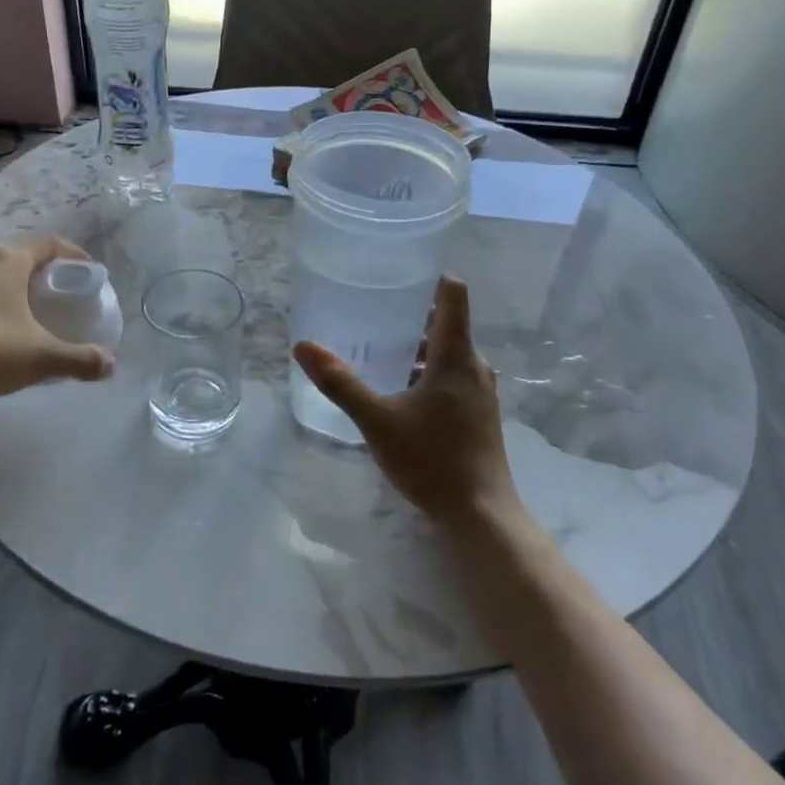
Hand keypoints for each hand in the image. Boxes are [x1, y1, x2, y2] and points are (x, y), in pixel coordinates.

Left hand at [0, 235, 115, 398]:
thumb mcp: (41, 358)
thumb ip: (78, 359)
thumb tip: (110, 364)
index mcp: (9, 262)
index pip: (46, 244)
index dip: (69, 252)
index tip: (84, 268)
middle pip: (10, 249)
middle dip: (31, 264)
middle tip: (44, 286)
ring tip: (2, 291)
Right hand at [292, 276, 518, 527]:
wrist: (479, 514)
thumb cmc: (431, 460)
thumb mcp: (377, 420)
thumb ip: (340, 382)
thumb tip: (303, 346)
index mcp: (456, 355)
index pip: (453, 294)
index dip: (430, 274)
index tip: (398, 270)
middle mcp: (475, 365)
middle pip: (447, 322)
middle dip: (412, 313)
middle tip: (372, 309)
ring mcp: (481, 390)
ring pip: (449, 352)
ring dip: (418, 346)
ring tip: (378, 348)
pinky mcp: (479, 412)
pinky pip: (452, 375)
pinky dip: (427, 370)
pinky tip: (399, 389)